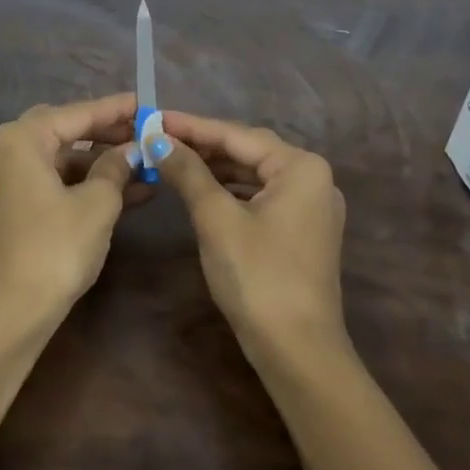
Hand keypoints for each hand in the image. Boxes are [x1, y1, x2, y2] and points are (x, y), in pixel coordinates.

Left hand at [0, 93, 142, 322]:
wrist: (9, 313)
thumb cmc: (55, 249)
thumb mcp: (97, 204)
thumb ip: (116, 168)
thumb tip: (132, 150)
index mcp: (20, 139)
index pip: (76, 114)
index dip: (115, 109)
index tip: (146, 103)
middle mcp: (4, 150)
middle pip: (64, 131)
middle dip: (106, 134)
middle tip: (143, 133)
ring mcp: (2, 179)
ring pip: (59, 159)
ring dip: (99, 163)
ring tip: (144, 167)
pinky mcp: (8, 206)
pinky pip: (50, 181)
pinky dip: (82, 184)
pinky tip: (124, 193)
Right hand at [156, 111, 347, 355]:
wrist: (297, 351)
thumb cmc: (257, 276)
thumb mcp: (216, 219)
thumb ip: (188, 172)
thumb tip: (158, 139)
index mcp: (301, 167)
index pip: (237, 135)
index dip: (192, 126)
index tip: (154, 117)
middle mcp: (314, 178)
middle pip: (249, 150)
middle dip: (203, 145)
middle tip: (159, 138)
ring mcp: (312, 206)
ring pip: (255, 174)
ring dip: (216, 167)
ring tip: (173, 160)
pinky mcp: (303, 230)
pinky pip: (262, 196)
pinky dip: (232, 190)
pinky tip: (203, 189)